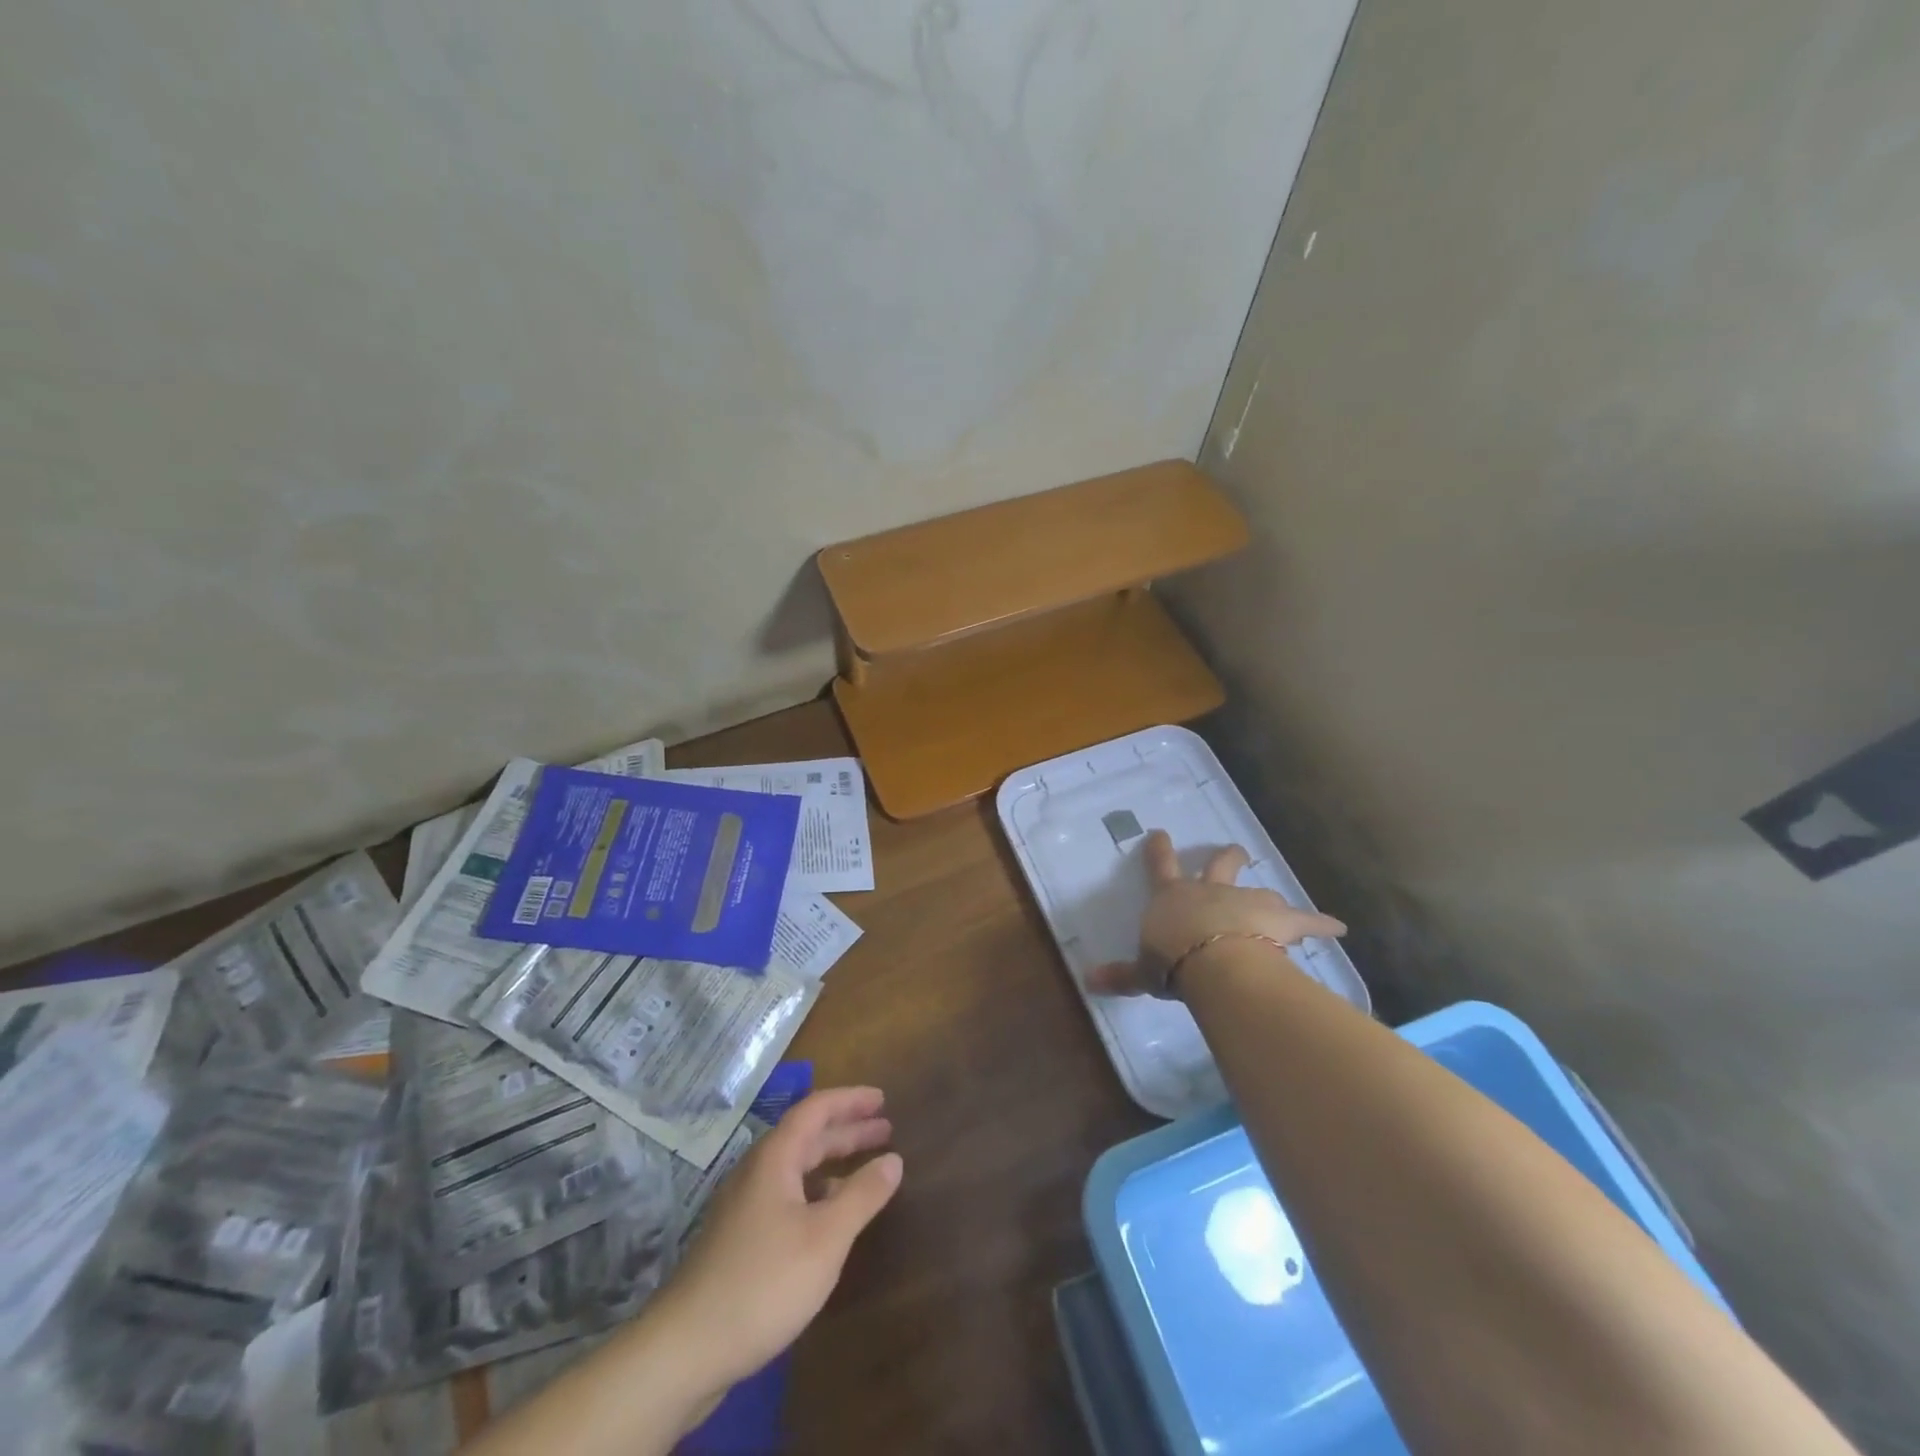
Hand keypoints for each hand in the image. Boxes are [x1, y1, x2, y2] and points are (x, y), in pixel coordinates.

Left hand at [650, 1087, 902, 1399]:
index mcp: (775, 1158)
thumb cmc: (764, 1282)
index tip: (882, 1098)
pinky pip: (788, 1195)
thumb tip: (893, 1159)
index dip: (850, 1100)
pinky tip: (832, 1216)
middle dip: (847, 1130)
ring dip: (833, 1162)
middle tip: (886, 1129)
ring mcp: (744, 1207)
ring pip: (797, 1169)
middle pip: (807, 1136)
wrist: (686, 1350)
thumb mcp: (826, 1238)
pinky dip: (817, 1192)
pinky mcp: (740, 1239)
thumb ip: (862, 1195)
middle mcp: (757, 1172)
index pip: (815, 1109)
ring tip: (868, 1167)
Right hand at [1087, 830, 1345, 998]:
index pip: (1160, 866)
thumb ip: (1121, 975)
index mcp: (1172, 897)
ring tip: (1277, 903)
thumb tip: (1087, 981)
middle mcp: (1210, 890)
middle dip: (1227, 856)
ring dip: (1266, 896)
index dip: (1159, 850)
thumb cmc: (1172, 962)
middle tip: (1235, 850)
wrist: (1213, 960)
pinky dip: (1321, 923)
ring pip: (1261, 891)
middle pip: (1220, 864)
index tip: (1160, 833)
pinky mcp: (1279, 919)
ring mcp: (1246, 900)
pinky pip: (1306, 920)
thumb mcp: (1142, 973)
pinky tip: (1338, 928)